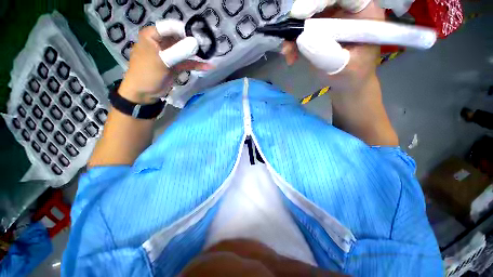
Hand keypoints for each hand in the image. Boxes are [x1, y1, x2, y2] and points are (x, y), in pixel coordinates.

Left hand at [119, 20, 212, 103]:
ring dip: (196, 54)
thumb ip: (179, 51)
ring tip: (210, 55)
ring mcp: (169, 55)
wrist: (143, 93)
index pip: (171, 27)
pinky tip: (208, 66)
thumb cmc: (147, 74)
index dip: (185, 31)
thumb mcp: (162, 61)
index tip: (198, 38)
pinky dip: (196, 65)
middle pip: (180, 38)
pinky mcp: (175, 65)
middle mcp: (161, 42)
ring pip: (185, 51)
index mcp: (152, 35)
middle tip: (207, 47)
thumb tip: (196, 43)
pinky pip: (187, 63)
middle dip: (193, 43)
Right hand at [283, 0, 384, 92]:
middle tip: (289, 36)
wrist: (348, 83)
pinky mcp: (319, 31)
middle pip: (322, 3)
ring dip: (293, 33)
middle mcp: (346, 11)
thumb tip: (301, 39)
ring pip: (309, 16)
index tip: (302, 14)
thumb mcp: (342, 67)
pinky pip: (302, 30)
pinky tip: (291, 57)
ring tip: (287, 52)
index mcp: (363, 14)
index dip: (321, 1)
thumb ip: (326, 54)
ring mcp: (331, 20)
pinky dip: (293, 42)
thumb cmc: (351, 76)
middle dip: (302, 18)